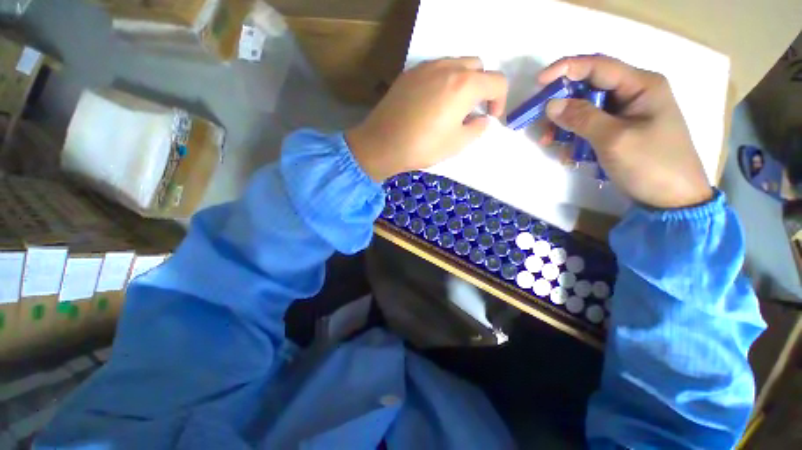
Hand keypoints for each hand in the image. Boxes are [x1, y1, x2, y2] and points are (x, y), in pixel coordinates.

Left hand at [347, 58, 507, 181]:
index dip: (500, 100)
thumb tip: (482, 118)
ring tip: (452, 106)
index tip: (491, 117)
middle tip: (472, 110)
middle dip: (482, 87)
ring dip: (463, 81)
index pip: (497, 81)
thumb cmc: (422, 147)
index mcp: (464, 85)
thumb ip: (477, 128)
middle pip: (477, 67)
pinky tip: (432, 102)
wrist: (382, 144)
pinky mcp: (409, 73)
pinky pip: (435, 70)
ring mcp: (426, 67)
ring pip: (455, 64)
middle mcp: (447, 67)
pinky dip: (443, 81)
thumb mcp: (457, 144)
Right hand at [541, 55, 712, 208]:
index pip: (598, 66)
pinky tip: (570, 155)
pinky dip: (575, 138)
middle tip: (540, 122)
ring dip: (565, 125)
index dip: (566, 69)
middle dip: (561, 105)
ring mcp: (627, 114)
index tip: (538, 82)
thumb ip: (582, 118)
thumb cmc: (651, 165)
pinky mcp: (620, 131)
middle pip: (589, 88)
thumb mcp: (614, 139)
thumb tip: (551, 104)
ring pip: (586, 109)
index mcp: (641, 85)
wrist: (672, 200)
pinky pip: (591, 127)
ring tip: (549, 143)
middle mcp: (634, 93)